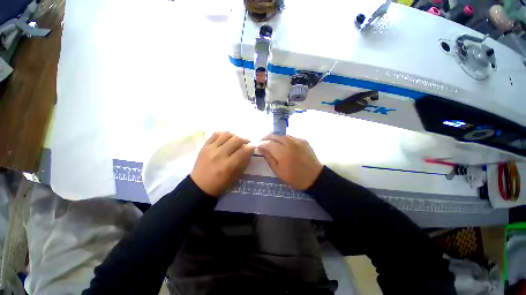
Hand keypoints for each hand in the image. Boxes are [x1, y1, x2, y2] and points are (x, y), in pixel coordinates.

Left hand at [191, 132, 254, 196]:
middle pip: (236, 139)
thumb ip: (243, 162)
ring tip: (237, 139)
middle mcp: (220, 155)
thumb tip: (249, 150)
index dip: (251, 147)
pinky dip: (224, 134)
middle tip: (247, 142)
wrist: (200, 185)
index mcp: (229, 165)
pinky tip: (227, 138)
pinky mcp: (205, 146)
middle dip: (245, 139)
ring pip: (227, 134)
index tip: (253, 147)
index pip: (243, 151)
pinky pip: (216, 134)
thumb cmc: (220, 183)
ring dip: (235, 135)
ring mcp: (211, 149)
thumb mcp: (236, 176)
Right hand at [257, 134, 322, 190]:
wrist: (314, 177)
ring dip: (274, 137)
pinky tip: (282, 144)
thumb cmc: (294, 177)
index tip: (258, 146)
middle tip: (262, 142)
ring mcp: (297, 140)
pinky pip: (289, 136)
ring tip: (271, 143)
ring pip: (281, 134)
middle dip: (266, 137)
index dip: (261, 144)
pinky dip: (283, 138)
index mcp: (283, 153)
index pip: (268, 143)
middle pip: (274, 134)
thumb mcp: (278, 171)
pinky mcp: (303, 140)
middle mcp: (290, 143)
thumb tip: (261, 148)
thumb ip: (269, 158)